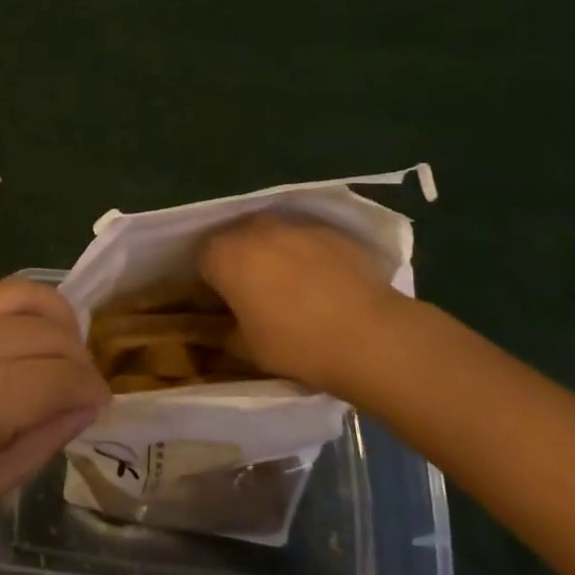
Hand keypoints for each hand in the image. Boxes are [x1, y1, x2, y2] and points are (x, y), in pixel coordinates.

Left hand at [0, 279, 109, 574]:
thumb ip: (47, 436)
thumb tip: (86, 404)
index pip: (66, 375)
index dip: (93, 390)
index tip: (100, 406)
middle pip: (50, 328)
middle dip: (78, 356)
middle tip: (79, 384)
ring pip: (20, 293)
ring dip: (51, 317)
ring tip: (55, 347)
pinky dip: (7, 306)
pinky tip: (8, 333)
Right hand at [199, 214, 412, 395]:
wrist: (372, 336)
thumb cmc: (298, 345)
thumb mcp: (248, 349)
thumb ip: (224, 332)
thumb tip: (219, 327)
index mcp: (224, 255)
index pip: (202, 261)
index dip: (211, 284)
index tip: (224, 306)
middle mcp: (253, 228)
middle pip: (234, 241)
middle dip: (240, 263)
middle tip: (254, 297)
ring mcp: (294, 224)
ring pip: (270, 236)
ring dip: (271, 255)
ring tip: (291, 289)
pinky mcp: (329, 229)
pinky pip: (304, 240)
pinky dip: (305, 255)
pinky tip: (322, 284)